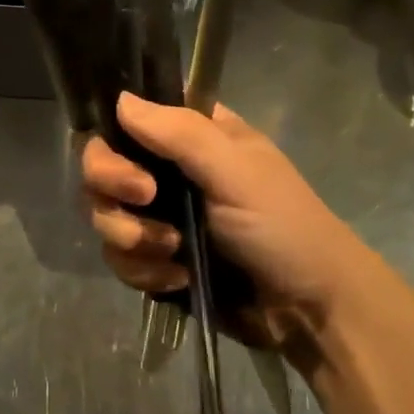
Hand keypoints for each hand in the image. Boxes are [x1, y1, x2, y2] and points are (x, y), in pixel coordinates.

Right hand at [82, 93, 367, 320]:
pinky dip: (143, 271)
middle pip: (101, 164)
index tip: (123, 153)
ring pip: (104, 213)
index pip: (127, 116)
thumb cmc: (283, 226)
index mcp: (190, 135)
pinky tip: (178, 279)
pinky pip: (119, 258)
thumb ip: (179, 133)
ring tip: (173, 253)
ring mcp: (159, 216)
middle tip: (145, 201)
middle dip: (113, 186)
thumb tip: (120, 100)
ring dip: (131, 237)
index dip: (112, 133)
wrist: (311, 313)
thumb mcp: (236, 171)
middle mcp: (167, 169)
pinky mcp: (156, 260)